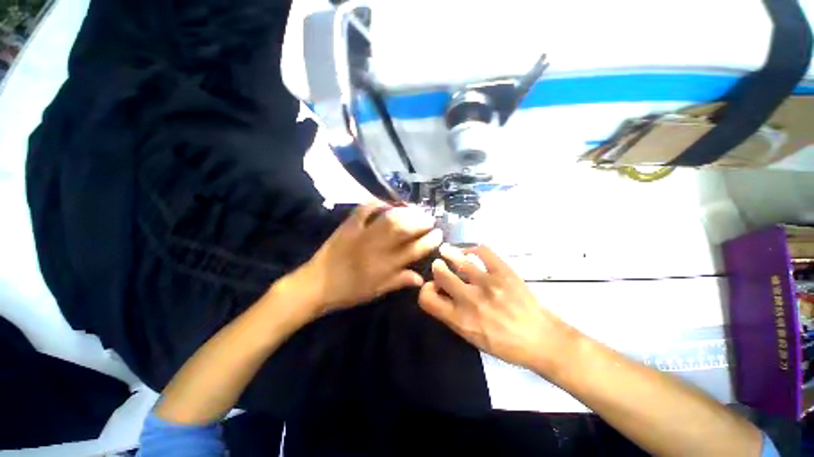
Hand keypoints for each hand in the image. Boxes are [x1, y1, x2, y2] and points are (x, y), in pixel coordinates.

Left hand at [296, 201, 442, 316]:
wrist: (317, 284)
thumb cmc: (349, 291)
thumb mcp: (377, 291)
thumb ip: (400, 281)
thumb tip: (421, 278)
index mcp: (386, 266)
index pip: (415, 250)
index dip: (430, 240)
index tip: (439, 233)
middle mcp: (378, 248)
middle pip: (405, 229)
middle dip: (421, 222)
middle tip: (430, 218)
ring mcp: (363, 234)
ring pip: (389, 218)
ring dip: (406, 211)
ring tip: (415, 209)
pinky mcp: (349, 225)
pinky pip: (365, 209)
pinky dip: (377, 203)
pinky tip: (387, 203)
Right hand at [418, 244, 577, 376]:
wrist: (542, 340)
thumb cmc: (505, 344)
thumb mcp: (472, 338)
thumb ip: (452, 315)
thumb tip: (440, 293)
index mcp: (460, 320)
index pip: (427, 299)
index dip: (425, 290)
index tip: (433, 287)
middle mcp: (470, 301)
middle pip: (441, 275)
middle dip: (437, 268)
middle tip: (439, 265)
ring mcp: (488, 284)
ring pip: (459, 260)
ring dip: (449, 253)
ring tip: (446, 250)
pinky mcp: (504, 272)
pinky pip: (483, 252)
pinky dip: (472, 249)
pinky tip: (469, 252)